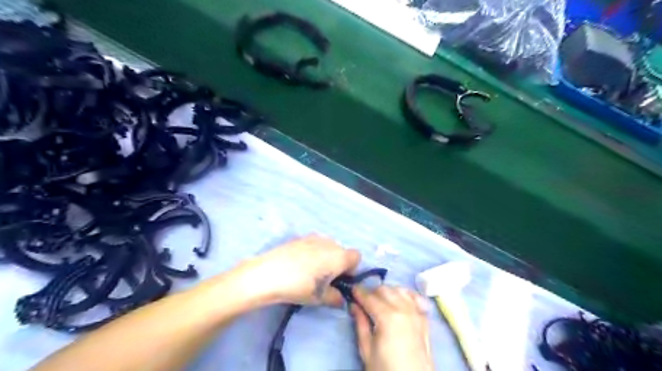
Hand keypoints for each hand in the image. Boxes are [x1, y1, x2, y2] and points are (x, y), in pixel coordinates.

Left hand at [240, 235, 359, 307]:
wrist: (268, 274)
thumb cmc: (299, 286)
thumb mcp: (320, 298)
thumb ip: (336, 298)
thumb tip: (340, 298)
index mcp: (339, 256)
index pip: (356, 257)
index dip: (351, 270)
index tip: (340, 281)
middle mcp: (330, 242)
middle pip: (341, 252)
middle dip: (337, 264)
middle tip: (324, 279)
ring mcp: (314, 237)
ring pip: (327, 247)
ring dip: (325, 258)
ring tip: (309, 272)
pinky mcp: (300, 237)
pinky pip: (313, 244)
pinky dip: (312, 253)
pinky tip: (298, 265)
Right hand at [352, 285, 435, 369]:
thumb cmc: (386, 369)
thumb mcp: (367, 350)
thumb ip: (361, 324)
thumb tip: (354, 305)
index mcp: (387, 317)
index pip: (369, 297)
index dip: (359, 292)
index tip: (352, 290)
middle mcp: (404, 309)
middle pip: (384, 289)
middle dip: (372, 292)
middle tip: (364, 300)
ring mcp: (416, 312)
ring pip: (399, 289)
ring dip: (388, 292)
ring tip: (380, 301)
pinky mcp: (424, 318)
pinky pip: (414, 297)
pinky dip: (405, 294)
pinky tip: (399, 300)